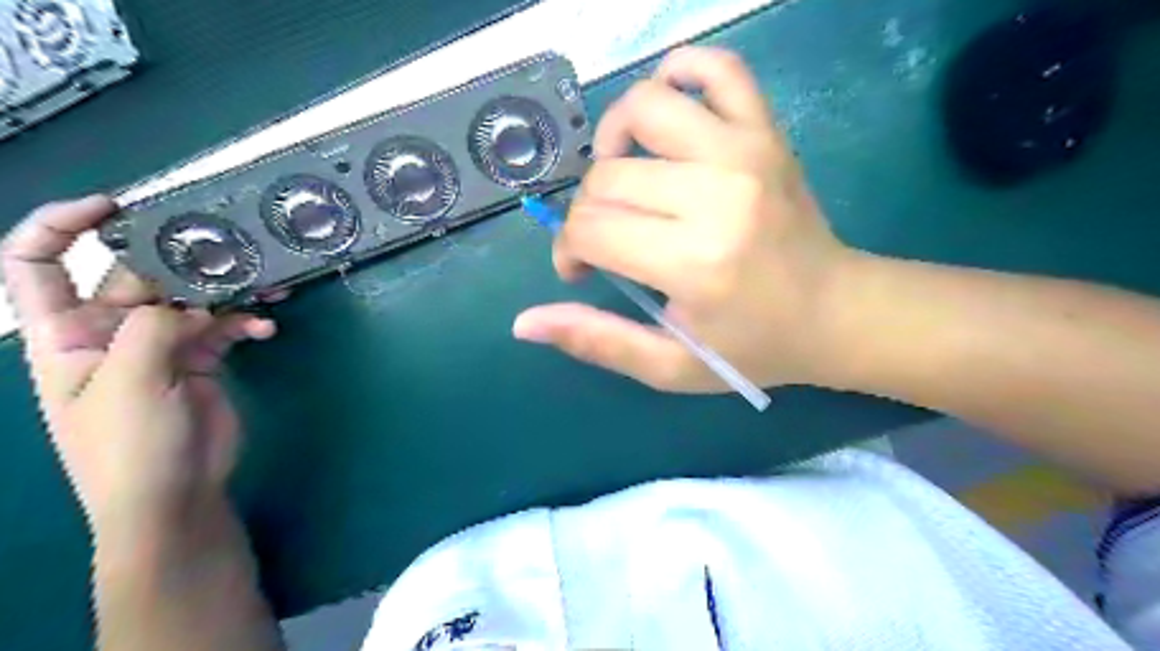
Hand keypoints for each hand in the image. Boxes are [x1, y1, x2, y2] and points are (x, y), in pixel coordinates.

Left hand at [1, 195, 274, 542]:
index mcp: (65, 334)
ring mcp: (159, 346)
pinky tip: (266, 331)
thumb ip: (151, 330)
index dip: (63, 226)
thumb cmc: (129, 446)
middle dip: (181, 260)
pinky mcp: (200, 359)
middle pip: (138, 276)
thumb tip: (189, 304)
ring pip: (191, 300)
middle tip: (229, 250)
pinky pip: (224, 327)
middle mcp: (109, 332)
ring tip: (267, 284)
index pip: (37, 264)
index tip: (115, 206)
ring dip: (228, 291)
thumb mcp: (128, 384)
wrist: (175, 494)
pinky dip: (246, 324)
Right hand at [511, 46, 854, 392]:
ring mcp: (746, 151)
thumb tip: (524, 323)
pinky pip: (717, 68)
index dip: (569, 250)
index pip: (592, 229)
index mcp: (695, 261)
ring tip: (625, 176)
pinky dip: (679, 74)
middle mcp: (717, 194)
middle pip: (608, 177)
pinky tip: (667, 115)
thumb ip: (598, 342)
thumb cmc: (753, 347)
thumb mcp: (672, 365)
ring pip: (644, 107)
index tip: (580, 269)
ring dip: (614, 141)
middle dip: (587, 212)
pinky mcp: (767, 131)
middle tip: (606, 239)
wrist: (836, 311)